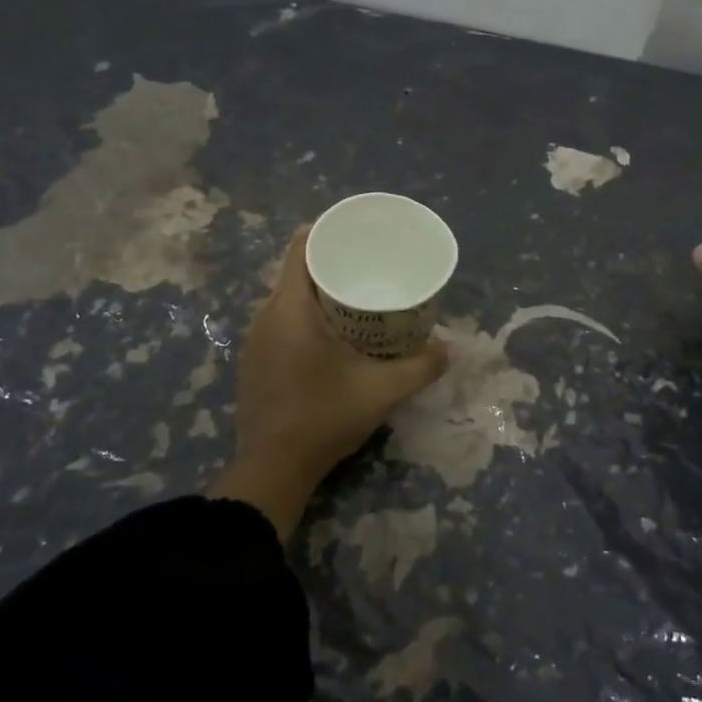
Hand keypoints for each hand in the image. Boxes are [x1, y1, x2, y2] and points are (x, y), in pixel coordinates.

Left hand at [213, 227, 448, 539]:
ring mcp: (253, 340)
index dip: (327, 231)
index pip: (301, 247)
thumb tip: (450, 347)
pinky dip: (301, 316)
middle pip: (294, 271)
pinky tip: (328, 335)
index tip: (356, 233)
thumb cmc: (325, 416)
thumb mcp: (383, 390)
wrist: (273, 469)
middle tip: (366, 267)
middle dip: (329, 263)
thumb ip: (421, 365)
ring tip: (353, 298)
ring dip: (315, 292)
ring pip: (285, 298)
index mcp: (290, 308)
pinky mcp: (252, 361)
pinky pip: (277, 321)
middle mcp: (265, 315)